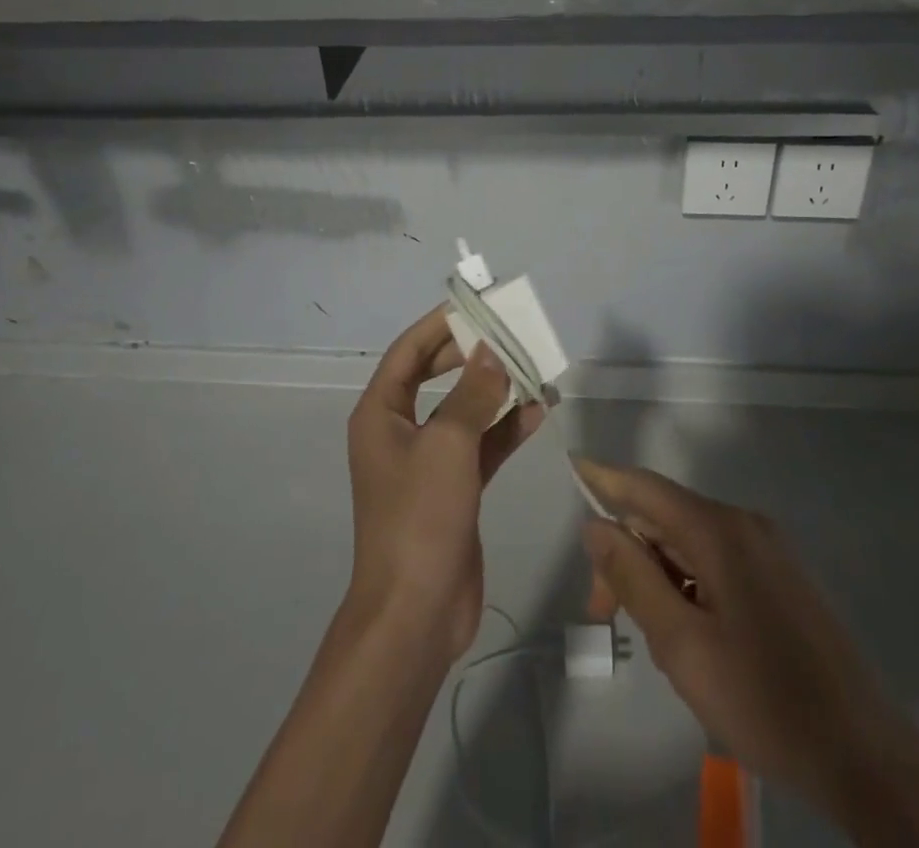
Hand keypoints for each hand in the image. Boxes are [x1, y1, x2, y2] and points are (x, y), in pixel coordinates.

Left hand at [345, 308, 544, 662]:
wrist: (416, 613)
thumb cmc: (419, 517)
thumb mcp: (448, 444)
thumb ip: (473, 393)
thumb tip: (491, 351)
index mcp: (380, 414)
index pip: (408, 352)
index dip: (439, 325)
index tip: (475, 305)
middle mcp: (400, 431)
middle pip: (436, 377)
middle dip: (471, 355)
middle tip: (509, 334)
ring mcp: (428, 462)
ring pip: (464, 411)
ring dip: (496, 392)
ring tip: (534, 369)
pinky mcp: (454, 489)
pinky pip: (481, 446)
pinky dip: (505, 430)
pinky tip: (537, 413)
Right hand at [575, 459, 918, 847]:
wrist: (866, 756)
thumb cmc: (764, 700)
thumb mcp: (682, 645)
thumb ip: (634, 578)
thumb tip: (596, 525)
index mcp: (719, 530)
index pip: (645, 487)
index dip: (604, 478)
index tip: (571, 467)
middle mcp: (744, 523)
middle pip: (666, 518)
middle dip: (628, 554)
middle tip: (604, 612)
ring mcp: (768, 548)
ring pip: (691, 542)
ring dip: (658, 574)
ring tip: (653, 637)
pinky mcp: (782, 576)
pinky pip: (718, 561)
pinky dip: (688, 583)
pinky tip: (690, 633)